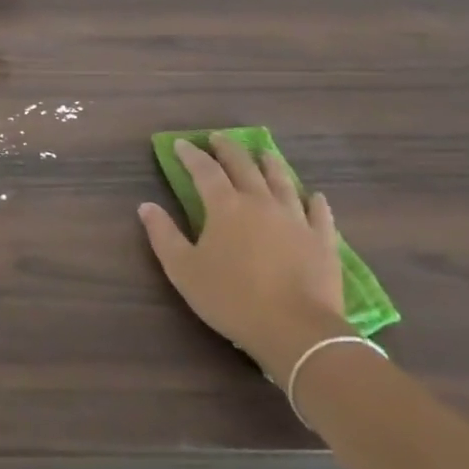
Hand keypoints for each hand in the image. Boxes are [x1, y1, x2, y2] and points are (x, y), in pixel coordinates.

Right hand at [138, 136, 350, 381]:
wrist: (297, 330)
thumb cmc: (231, 298)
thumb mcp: (183, 270)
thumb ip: (163, 234)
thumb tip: (146, 206)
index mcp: (225, 206)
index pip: (205, 170)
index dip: (191, 155)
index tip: (181, 144)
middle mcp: (261, 202)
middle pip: (244, 166)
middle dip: (228, 150)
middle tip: (218, 138)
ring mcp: (296, 219)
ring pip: (282, 182)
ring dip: (270, 164)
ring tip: (264, 153)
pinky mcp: (322, 241)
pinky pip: (319, 214)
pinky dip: (315, 201)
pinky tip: (315, 195)